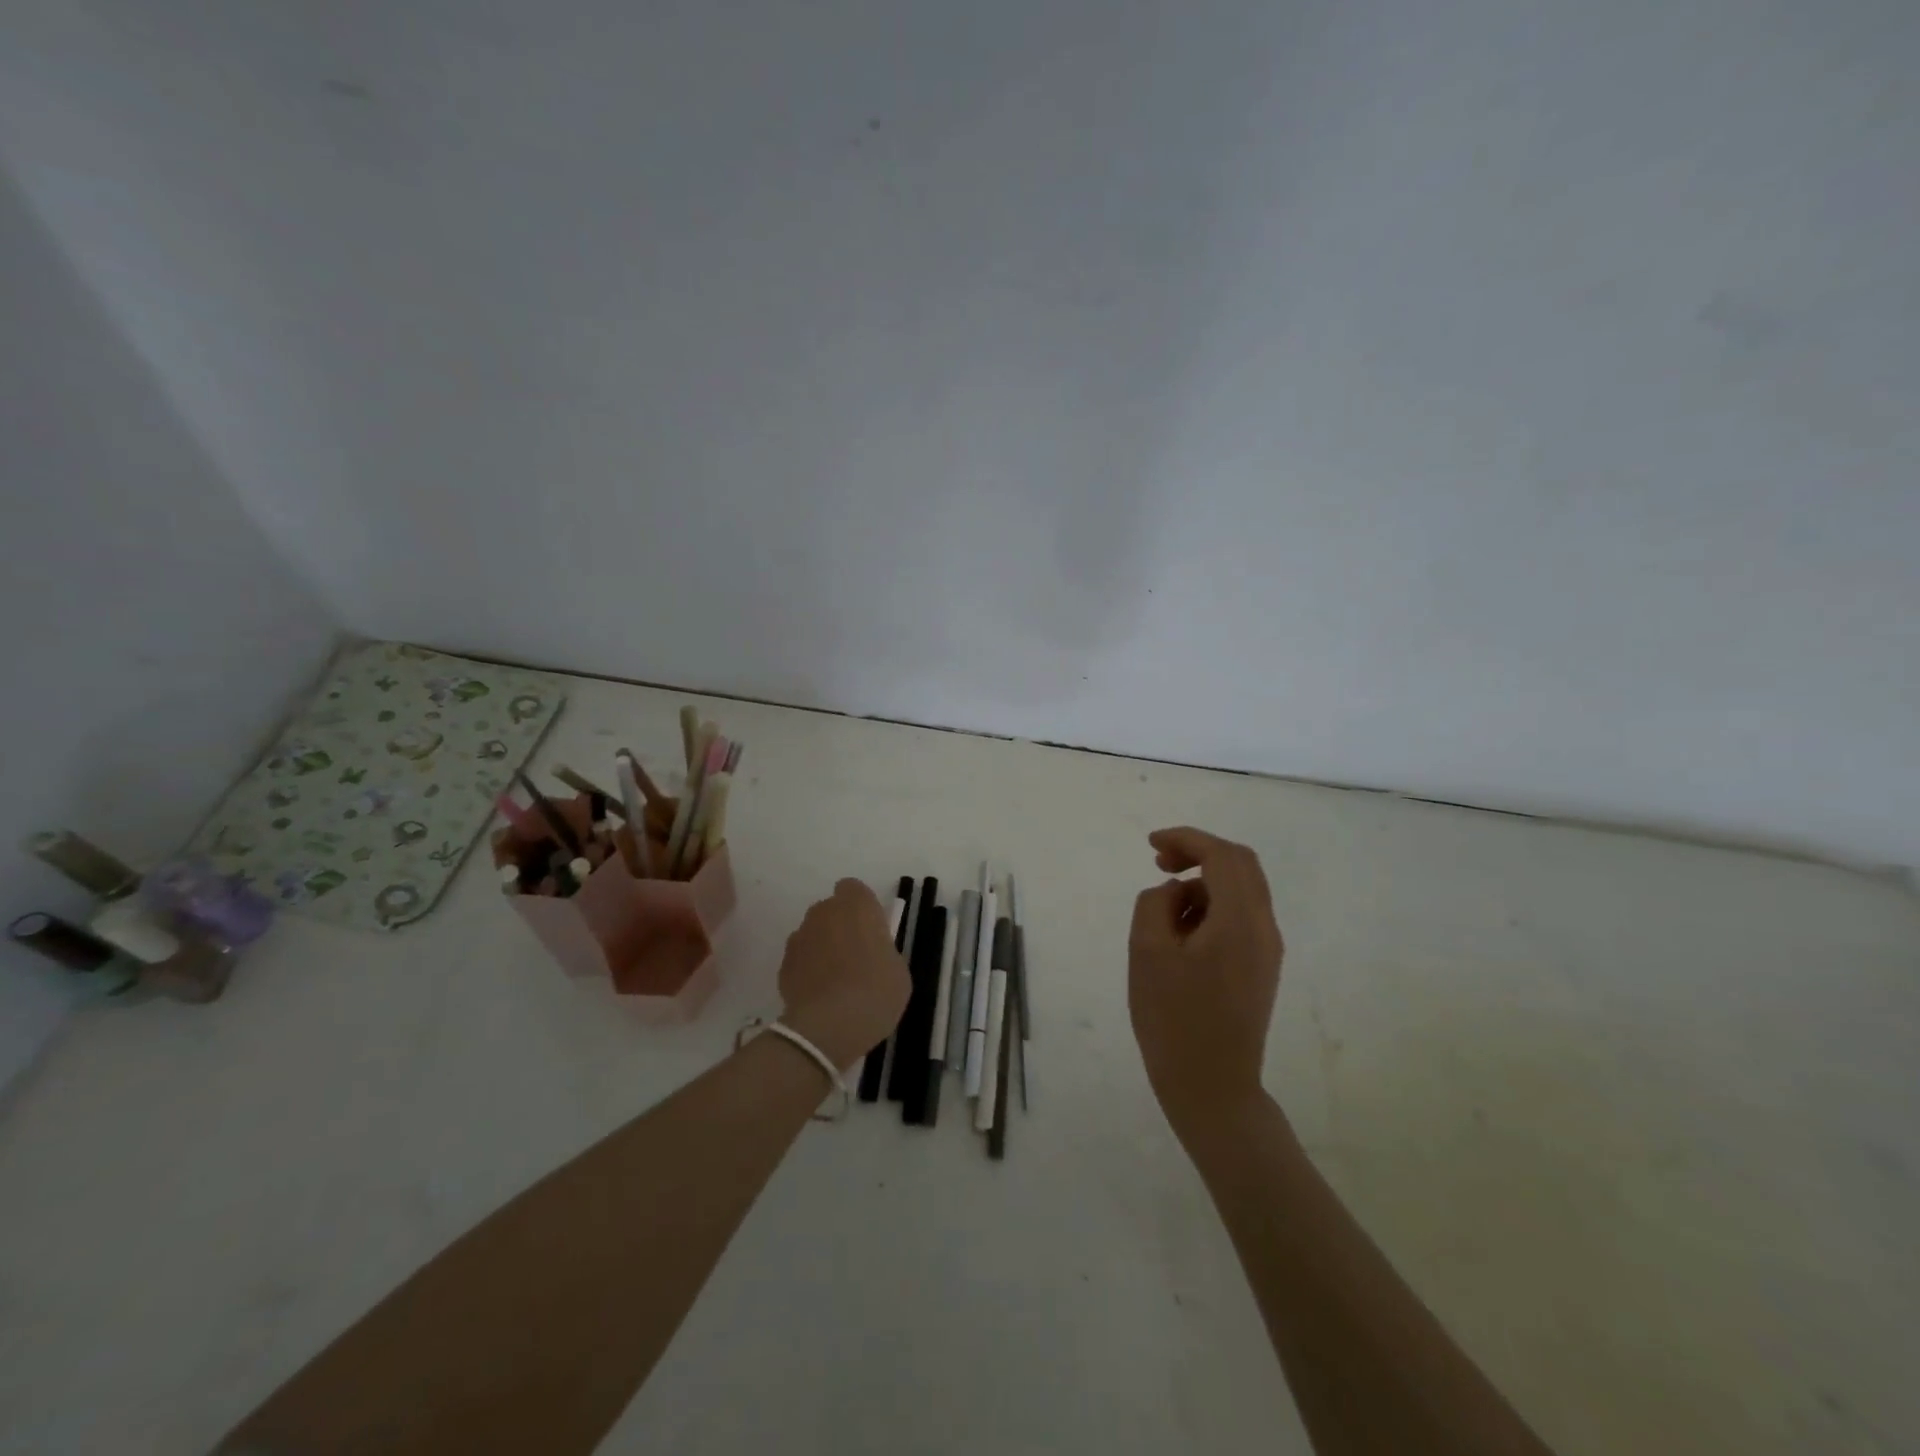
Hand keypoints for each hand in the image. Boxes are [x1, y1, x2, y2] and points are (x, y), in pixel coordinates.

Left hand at [778, 879, 910, 1070]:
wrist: (831, 1026)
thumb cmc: (877, 991)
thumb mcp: (898, 969)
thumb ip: (882, 950)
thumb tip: (873, 954)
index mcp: (857, 905)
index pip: (853, 889)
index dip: (861, 907)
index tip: (870, 930)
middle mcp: (824, 912)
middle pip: (830, 910)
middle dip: (839, 926)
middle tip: (855, 956)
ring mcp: (800, 937)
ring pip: (812, 934)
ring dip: (821, 947)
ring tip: (834, 980)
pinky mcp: (784, 964)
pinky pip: (800, 959)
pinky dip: (807, 970)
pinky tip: (819, 995)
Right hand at [1128, 827, 1284, 1135]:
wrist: (1212, 1087)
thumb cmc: (1173, 1019)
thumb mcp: (1147, 952)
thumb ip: (1157, 903)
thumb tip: (1177, 892)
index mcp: (1240, 921)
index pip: (1222, 855)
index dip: (1186, 839)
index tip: (1151, 845)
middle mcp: (1264, 928)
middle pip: (1241, 865)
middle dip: (1199, 852)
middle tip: (1159, 862)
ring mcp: (1267, 950)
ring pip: (1242, 890)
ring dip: (1203, 882)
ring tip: (1164, 909)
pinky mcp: (1261, 968)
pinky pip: (1240, 917)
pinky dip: (1212, 906)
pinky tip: (1181, 931)